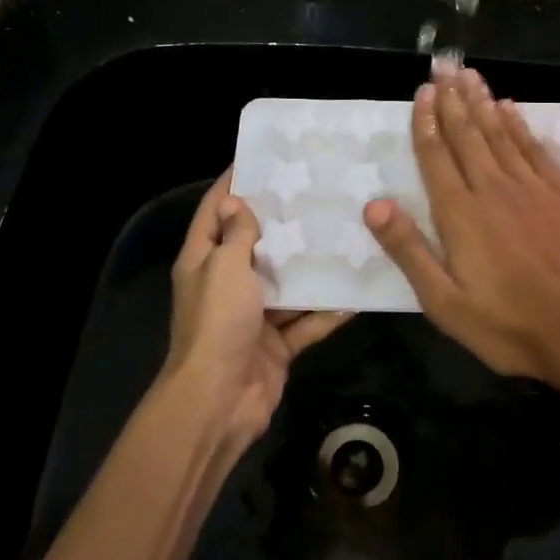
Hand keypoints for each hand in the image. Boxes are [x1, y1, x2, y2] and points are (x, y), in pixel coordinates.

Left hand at [165, 170, 349, 451]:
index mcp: (203, 261)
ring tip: (346, 234)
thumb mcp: (224, 267)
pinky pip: (306, 322)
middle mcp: (226, 284)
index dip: (233, 183)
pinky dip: (327, 311)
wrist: (219, 401)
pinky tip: (356, 292)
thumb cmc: (217, 323)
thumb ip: (237, 235)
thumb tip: (237, 202)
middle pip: (256, 245)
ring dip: (311, 266)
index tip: (262, 158)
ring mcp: (253, 316)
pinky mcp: (277, 344)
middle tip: (319, 192)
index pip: (215, 211)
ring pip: (287, 283)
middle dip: (284, 222)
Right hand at [363, 67, 559, 395]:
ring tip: (469, 76)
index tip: (421, 93)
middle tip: (442, 68)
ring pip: (501, 134)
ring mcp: (533, 188)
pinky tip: (511, 108)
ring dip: (482, 102)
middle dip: (452, 100)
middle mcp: (494, 189)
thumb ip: (409, 250)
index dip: (425, 123)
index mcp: (460, 215)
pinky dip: (520, 125)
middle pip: (468, 135)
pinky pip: (536, 148)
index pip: (436, 157)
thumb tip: (374, 204)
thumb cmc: (510, 326)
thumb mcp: (444, 303)